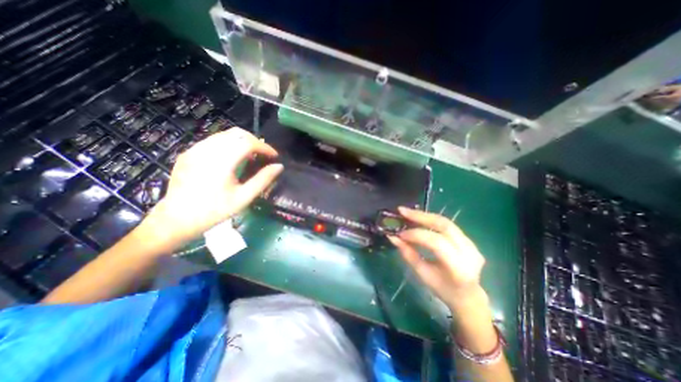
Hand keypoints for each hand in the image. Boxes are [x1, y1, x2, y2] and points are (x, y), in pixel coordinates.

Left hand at [143, 128, 282, 245]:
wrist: (176, 219)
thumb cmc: (215, 211)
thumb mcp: (244, 198)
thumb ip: (263, 180)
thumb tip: (279, 166)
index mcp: (221, 162)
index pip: (248, 143)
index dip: (265, 147)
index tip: (274, 156)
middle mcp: (207, 150)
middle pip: (237, 133)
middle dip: (255, 141)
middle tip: (263, 154)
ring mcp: (195, 150)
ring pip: (224, 135)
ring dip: (241, 142)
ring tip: (250, 156)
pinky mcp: (188, 153)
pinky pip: (213, 141)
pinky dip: (228, 145)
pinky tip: (231, 159)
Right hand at [385, 206, 486, 309]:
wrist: (468, 296)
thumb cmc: (443, 289)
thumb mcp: (422, 274)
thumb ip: (408, 254)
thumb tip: (392, 237)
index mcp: (458, 268)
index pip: (436, 243)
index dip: (416, 235)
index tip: (400, 234)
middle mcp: (469, 252)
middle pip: (444, 225)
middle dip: (420, 216)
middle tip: (402, 211)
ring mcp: (472, 244)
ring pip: (446, 222)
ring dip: (425, 215)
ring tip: (408, 212)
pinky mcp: (469, 239)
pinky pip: (447, 225)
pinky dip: (431, 220)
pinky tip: (419, 219)